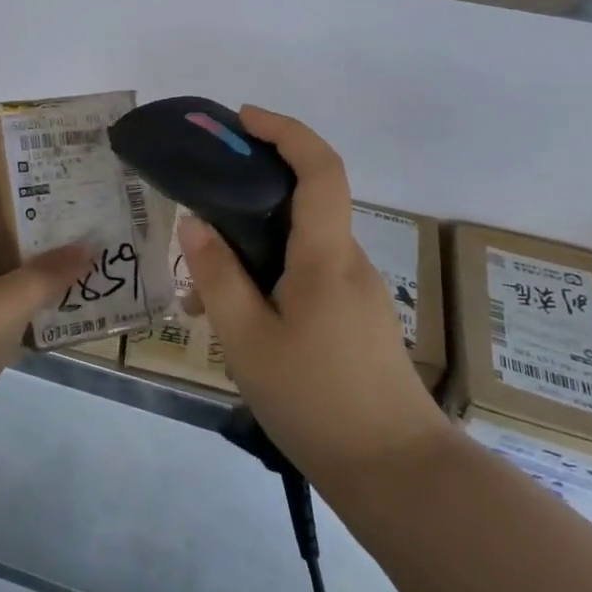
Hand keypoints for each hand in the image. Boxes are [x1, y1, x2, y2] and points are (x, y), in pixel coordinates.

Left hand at [0, 125, 91, 426]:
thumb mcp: (4, 303)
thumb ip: (47, 276)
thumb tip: (88, 248)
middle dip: (18, 198)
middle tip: (55, 178)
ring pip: (3, 258)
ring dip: (32, 244)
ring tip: (71, 228)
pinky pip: (10, 292)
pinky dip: (34, 284)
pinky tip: (64, 286)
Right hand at [180, 106, 449, 482]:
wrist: (397, 473)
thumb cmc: (317, 402)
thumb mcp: (247, 341)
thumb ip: (217, 277)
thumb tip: (194, 223)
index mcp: (326, 256)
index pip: (320, 168)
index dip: (285, 130)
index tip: (243, 119)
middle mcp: (348, 260)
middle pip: (310, 196)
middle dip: (258, 181)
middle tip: (204, 196)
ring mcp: (357, 289)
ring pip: (305, 240)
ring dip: (259, 237)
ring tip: (205, 278)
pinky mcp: (356, 315)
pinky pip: (311, 271)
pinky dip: (274, 268)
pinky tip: (242, 312)